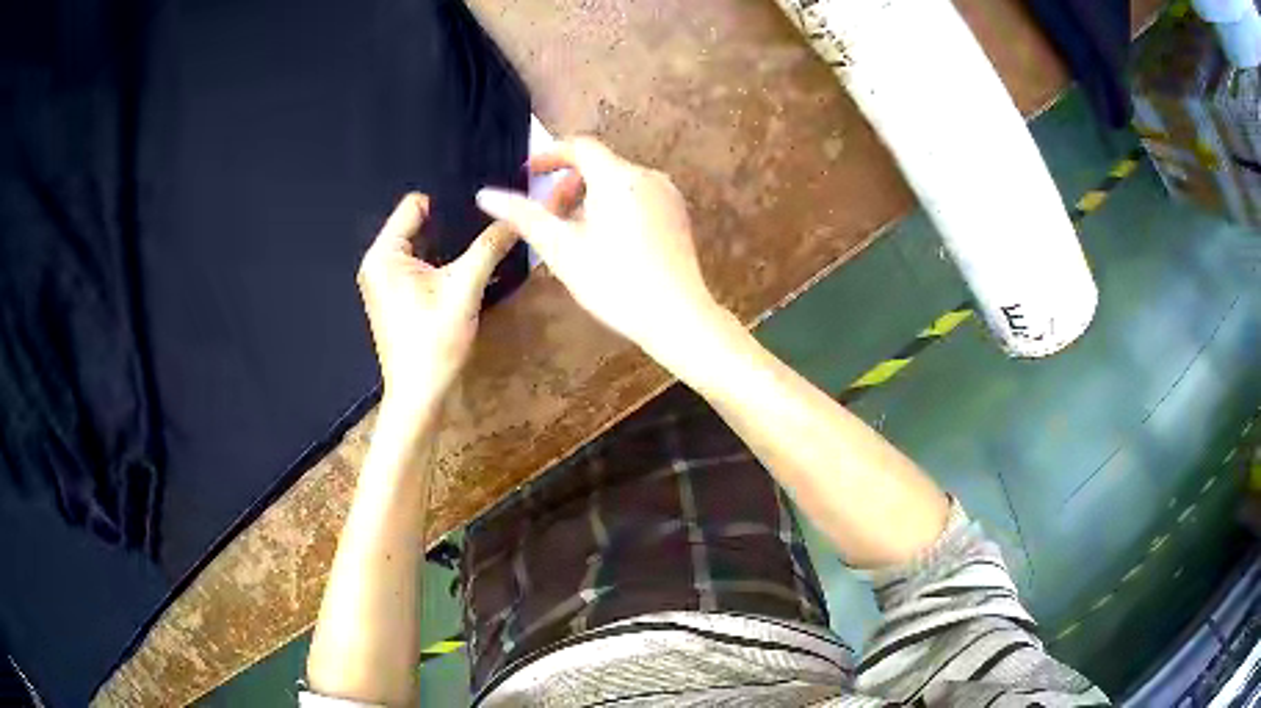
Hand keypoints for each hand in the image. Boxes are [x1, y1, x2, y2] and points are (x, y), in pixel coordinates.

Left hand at [357, 193, 516, 415]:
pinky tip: (465, 270)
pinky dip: (441, 264)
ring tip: (483, 243)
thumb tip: (515, 216)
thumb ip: (488, 247)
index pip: (415, 204)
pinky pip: (419, 265)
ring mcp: (384, 280)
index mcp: (384, 254)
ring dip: (449, 245)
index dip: (449, 201)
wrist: (420, 396)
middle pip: (418, 223)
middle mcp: (378, 262)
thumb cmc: (434, 342)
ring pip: (422, 245)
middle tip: (489, 223)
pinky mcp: (394, 296)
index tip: (482, 207)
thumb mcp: (464, 289)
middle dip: (452, 224)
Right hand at [475, 137, 722, 358]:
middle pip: (599, 164)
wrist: (677, 316)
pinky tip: (605, 240)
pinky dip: (613, 205)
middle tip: (548, 216)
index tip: (528, 174)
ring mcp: (667, 195)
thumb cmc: (614, 282)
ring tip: (573, 233)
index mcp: (618, 177)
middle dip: (567, 183)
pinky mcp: (678, 214)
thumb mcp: (562, 249)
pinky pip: (637, 196)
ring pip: (618, 181)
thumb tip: (485, 194)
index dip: (549, 156)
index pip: (580, 147)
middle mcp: (647, 176)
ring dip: (589, 196)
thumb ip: (523, 216)